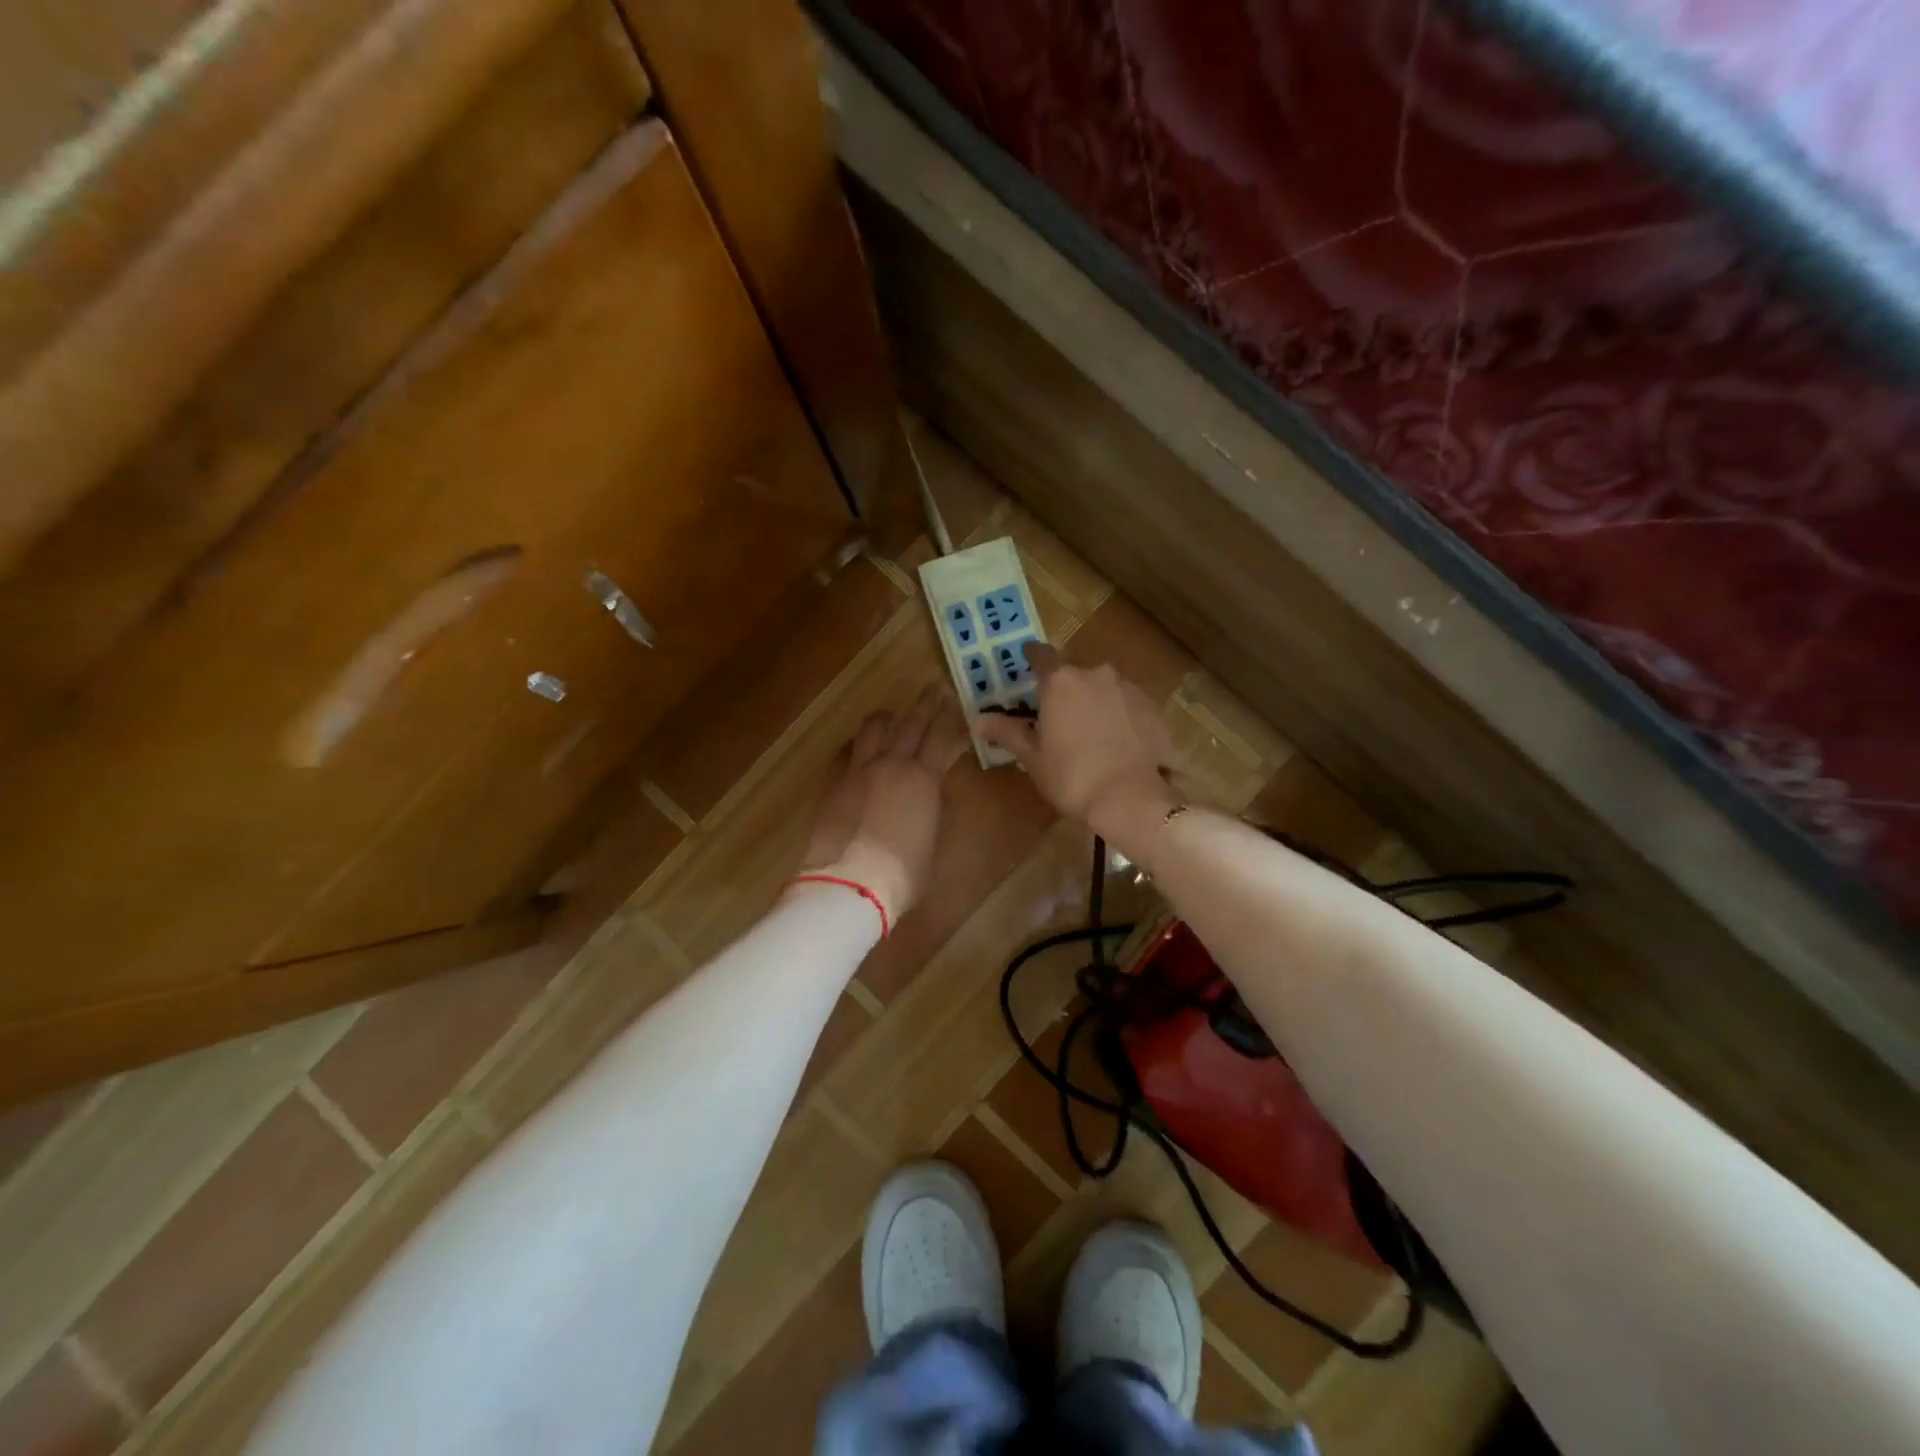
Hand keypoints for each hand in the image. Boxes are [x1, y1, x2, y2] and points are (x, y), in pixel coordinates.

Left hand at [797, 687, 962, 927]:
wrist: (851, 880)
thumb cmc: (903, 873)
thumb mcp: (930, 841)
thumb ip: (930, 810)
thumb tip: (927, 797)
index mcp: (925, 781)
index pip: (940, 738)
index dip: (948, 717)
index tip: (953, 700)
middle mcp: (893, 765)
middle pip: (910, 724)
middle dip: (924, 705)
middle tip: (931, 689)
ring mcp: (860, 770)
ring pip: (873, 729)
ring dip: (885, 717)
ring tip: (889, 713)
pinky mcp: (834, 782)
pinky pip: (846, 752)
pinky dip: (855, 744)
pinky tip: (855, 745)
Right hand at [975, 644, 1176, 844]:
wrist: (1132, 799)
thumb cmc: (1072, 776)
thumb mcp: (1032, 757)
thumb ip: (1007, 732)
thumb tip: (979, 720)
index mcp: (1061, 681)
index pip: (1041, 654)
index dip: (1032, 657)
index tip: (1027, 664)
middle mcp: (1096, 673)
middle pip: (1074, 671)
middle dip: (1064, 686)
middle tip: (1056, 712)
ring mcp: (1128, 688)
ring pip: (1103, 686)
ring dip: (1093, 699)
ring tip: (1088, 729)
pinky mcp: (1153, 707)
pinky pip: (1127, 702)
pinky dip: (1118, 713)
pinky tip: (1116, 739)